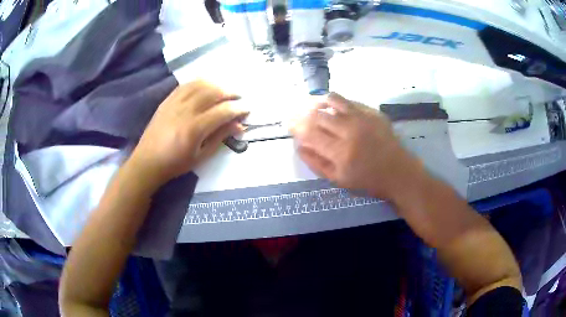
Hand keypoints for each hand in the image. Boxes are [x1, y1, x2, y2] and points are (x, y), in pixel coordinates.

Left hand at [128, 81, 246, 186]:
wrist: (148, 161)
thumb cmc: (176, 164)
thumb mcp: (201, 156)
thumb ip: (220, 137)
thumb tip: (239, 125)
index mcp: (194, 129)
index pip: (222, 112)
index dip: (238, 109)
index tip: (247, 110)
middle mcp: (185, 111)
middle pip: (212, 93)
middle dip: (230, 93)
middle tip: (239, 98)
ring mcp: (174, 103)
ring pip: (200, 84)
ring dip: (216, 85)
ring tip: (225, 91)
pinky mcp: (167, 100)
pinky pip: (186, 85)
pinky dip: (199, 82)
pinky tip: (206, 86)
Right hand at [290, 93, 423, 201]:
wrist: (398, 172)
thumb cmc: (367, 181)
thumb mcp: (338, 180)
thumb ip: (315, 162)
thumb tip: (299, 144)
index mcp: (340, 153)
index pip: (309, 133)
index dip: (295, 126)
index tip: (288, 124)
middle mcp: (350, 131)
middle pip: (317, 114)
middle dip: (302, 113)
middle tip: (295, 114)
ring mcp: (363, 118)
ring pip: (332, 100)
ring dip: (317, 101)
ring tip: (311, 105)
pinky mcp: (373, 112)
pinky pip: (348, 101)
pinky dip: (335, 102)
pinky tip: (331, 107)